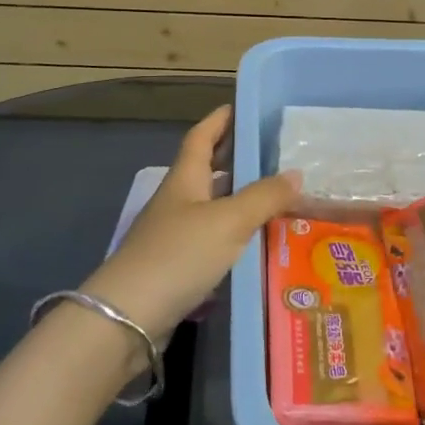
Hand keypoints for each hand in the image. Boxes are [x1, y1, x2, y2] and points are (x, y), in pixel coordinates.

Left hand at [81, 106, 301, 343]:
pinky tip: (258, 242)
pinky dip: (235, 234)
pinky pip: (213, 238)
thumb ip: (264, 197)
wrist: (128, 318)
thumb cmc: (178, 254)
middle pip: (208, 170)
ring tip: (277, 195)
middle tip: (274, 151)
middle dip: (236, 158)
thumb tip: (296, 174)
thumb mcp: (229, 220)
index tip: (242, 107)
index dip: (219, 120)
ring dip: (240, 198)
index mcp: (185, 179)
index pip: (201, 137)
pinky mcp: (177, 266)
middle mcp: (178, 201)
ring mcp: (175, 235)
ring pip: (213, 206)